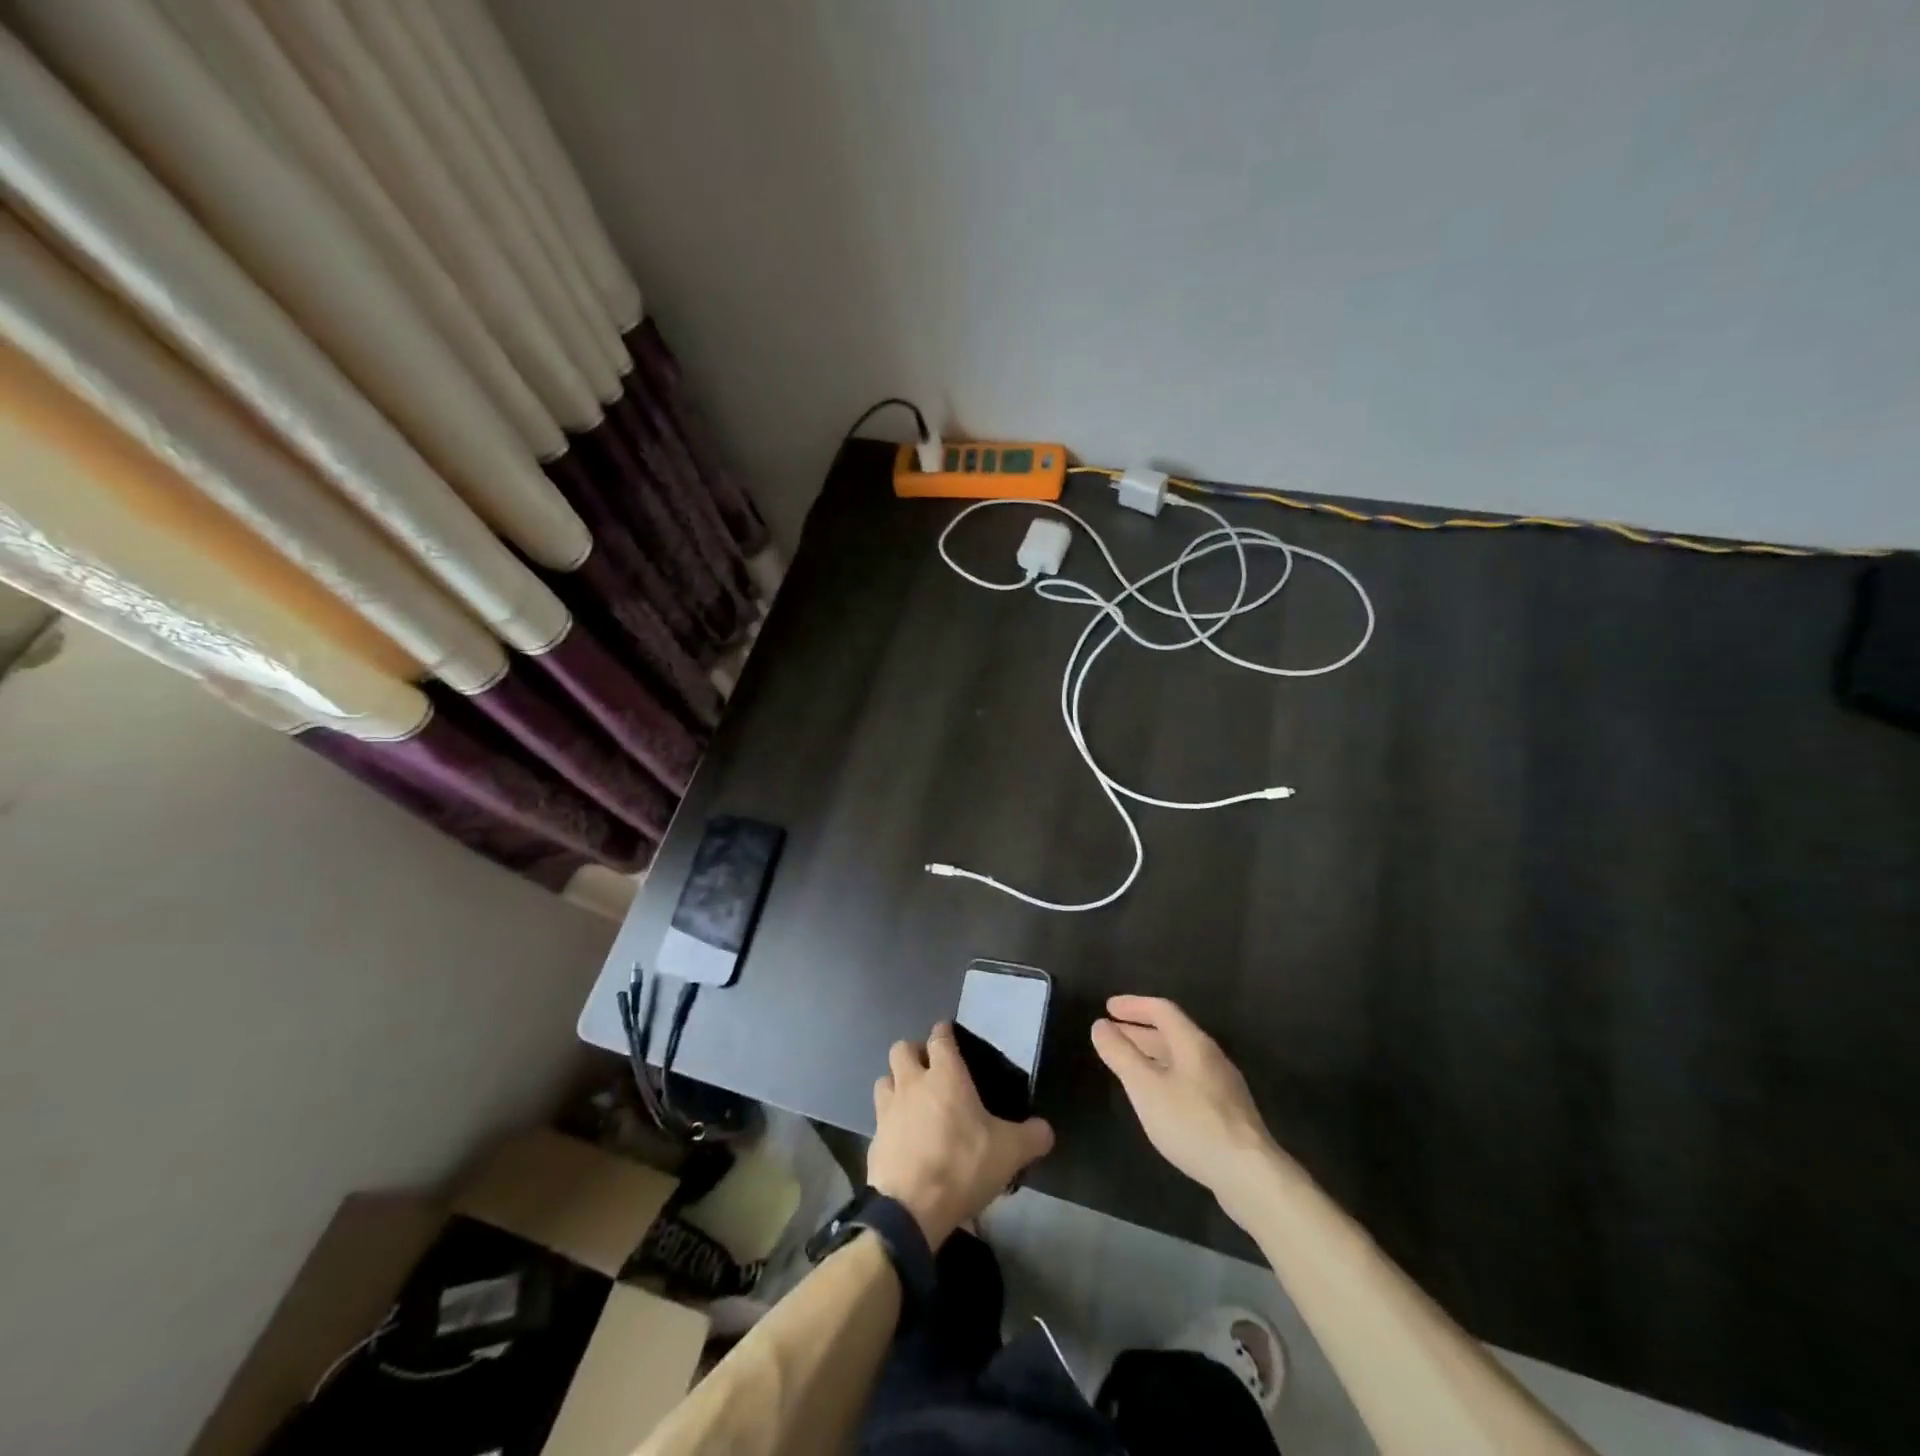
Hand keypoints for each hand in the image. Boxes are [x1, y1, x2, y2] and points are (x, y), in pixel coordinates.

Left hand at [868, 1022, 1053, 1247]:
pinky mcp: (874, 1138)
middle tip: (930, 1070)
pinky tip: (903, 1137)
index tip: (949, 1036)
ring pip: (885, 1079)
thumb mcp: (1009, 1153)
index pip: (940, 1038)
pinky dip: (890, 1121)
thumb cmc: (962, 1166)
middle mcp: (912, 1083)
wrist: (911, 1209)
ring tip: (912, 1100)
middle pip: (902, 1049)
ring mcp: (888, 1109)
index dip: (944, 1033)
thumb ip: (1032, 1137)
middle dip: (914, 1053)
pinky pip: (880, 1117)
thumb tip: (1045, 1130)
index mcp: (945, 1075)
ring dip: (896, 1083)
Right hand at [1092, 995, 1281, 1225]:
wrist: (1249, 1174)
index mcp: (1192, 1043)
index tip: (1108, 1008)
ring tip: (1128, 1063)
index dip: (1133, 1005)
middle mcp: (1210, 1056)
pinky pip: (1188, 1079)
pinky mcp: (1227, 1111)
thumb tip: (1100, 1026)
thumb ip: (1121, 1054)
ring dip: (1151, 1053)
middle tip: (1112, 1033)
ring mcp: (1222, 1085)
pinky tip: (1157, 1096)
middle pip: (1171, 1032)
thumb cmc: (1192, 1123)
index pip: (1161, 1010)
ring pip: (1180, 1057)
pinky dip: (1165, 1074)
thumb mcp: (1146, 1087)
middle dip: (1139, 1030)